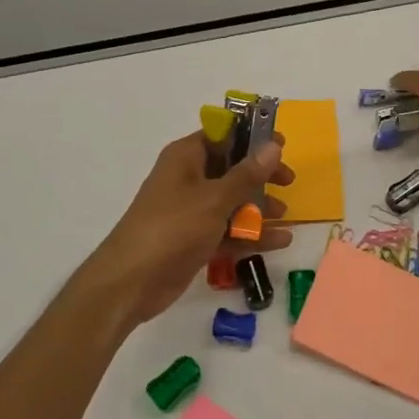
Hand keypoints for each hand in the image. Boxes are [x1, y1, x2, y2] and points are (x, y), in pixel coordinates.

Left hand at [72, 131, 294, 334]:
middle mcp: (188, 178)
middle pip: (231, 168)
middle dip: (261, 176)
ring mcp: (191, 211)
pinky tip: (280, 241)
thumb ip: (247, 174)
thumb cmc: (172, 228)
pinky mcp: (194, 239)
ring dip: (259, 207)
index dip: (253, 137)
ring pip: (232, 201)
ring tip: (286, 216)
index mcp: (186, 157)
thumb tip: (274, 145)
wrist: (130, 283)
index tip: (282, 145)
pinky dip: (250, 234)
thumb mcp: (214, 198)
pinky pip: (228, 230)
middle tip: (288, 182)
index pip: (224, 135)